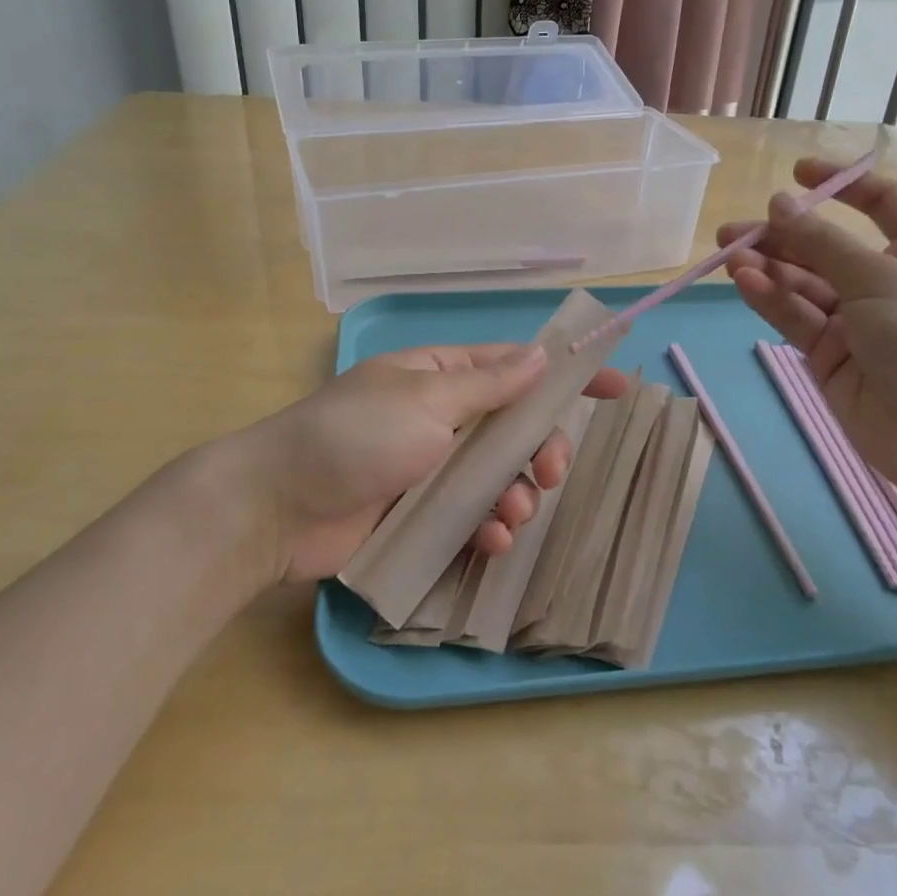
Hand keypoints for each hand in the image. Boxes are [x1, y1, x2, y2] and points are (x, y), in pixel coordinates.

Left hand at [239, 345, 626, 584]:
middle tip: (551, 472)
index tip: (617, 388)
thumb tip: (541, 354)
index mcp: (441, 377)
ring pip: (500, 478)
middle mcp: (441, 418)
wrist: (278, 507)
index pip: (516, 367)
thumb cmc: (354, 437)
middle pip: (517, 430)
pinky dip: (489, 529)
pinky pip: (472, 517)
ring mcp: (431, 470)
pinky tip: (490, 541)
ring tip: (509, 514)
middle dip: (542, 450)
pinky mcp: (420, 515)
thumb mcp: (426, 401)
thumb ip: (489, 384)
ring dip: (517, 495)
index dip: (567, 376)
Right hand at [720, 157, 896, 501]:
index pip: (881, 203)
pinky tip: (745, 284)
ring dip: (768, 270)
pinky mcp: (830, 356)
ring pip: (804, 285)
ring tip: (730, 259)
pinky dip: (772, 301)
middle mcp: (889, 280)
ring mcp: (857, 321)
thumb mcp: (879, 278)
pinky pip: (797, 318)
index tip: (794, 175)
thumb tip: (779, 204)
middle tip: (731, 231)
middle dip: (781, 237)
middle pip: (827, 247)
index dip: (840, 186)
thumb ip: (822, 242)